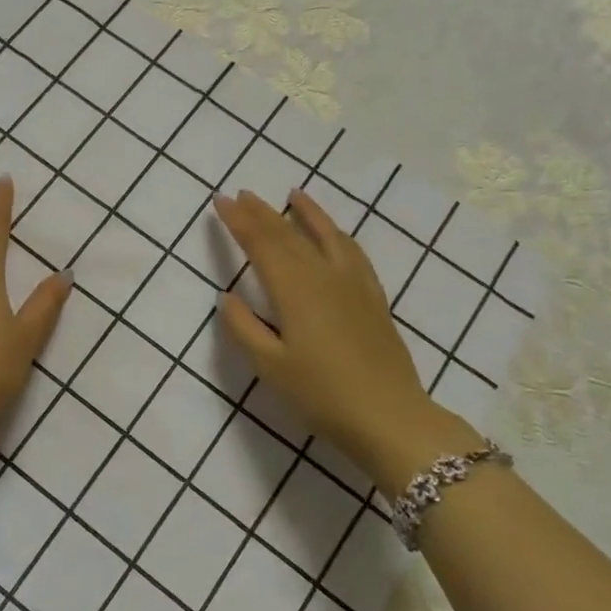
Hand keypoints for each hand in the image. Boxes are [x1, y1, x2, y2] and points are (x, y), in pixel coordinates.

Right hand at [213, 188, 477, 486]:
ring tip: (293, 194)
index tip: (221, 201)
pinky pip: (353, 252)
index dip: (239, 222)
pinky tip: (334, 233)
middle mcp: (324, 277)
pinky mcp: (373, 297)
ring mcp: (353, 284)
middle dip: (262, 213)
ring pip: (326, 236)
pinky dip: (337, 234)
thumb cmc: (322, 395)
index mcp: (295, 291)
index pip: (261, 245)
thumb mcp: (271, 367)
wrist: (389, 417)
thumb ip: (244, 328)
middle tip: (242, 193)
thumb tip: (227, 297)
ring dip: (306, 213)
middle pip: (289, 235)